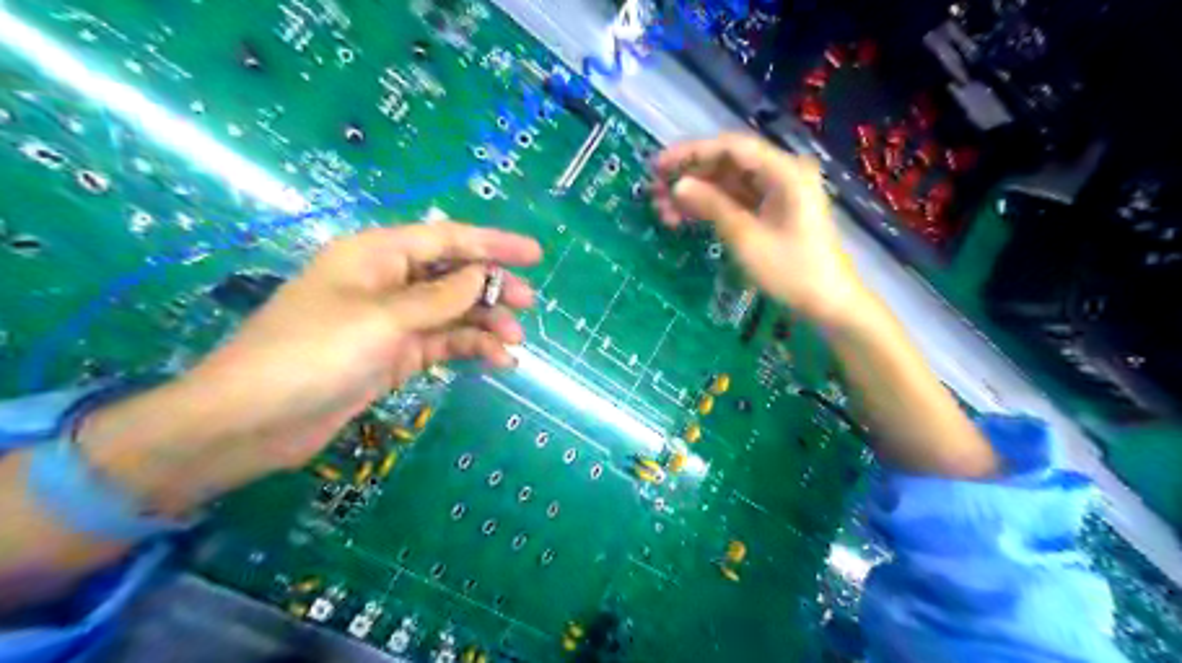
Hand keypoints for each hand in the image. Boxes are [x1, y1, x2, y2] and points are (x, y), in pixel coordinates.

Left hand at [79, 221, 540, 514]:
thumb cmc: (312, 354)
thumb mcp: (382, 320)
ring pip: (453, 312)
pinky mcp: (395, 355)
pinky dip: (470, 349)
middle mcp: (388, 281)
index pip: (447, 238)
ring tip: (515, 344)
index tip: (535, 254)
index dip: (493, 243)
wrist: (253, 422)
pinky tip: (497, 362)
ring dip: (486, 324)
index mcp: (378, 255)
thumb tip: (482, 275)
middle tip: (528, 305)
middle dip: (493, 288)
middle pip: (454, 274)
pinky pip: (443, 343)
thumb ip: (439, 297)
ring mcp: (393, 321)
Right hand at [656, 131, 864, 321]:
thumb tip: (677, 185)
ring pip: (727, 183)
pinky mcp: (771, 211)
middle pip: (727, 163)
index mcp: (784, 171)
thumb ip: (712, 206)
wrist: (828, 303)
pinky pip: (735, 200)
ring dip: (695, 194)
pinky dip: (710, 208)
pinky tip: (682, 218)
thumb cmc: (792, 271)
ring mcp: (776, 193)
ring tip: (661, 211)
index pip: (730, 148)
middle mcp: (781, 173)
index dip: (690, 153)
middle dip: (689, 176)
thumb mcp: (747, 238)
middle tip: (654, 192)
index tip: (657, 167)